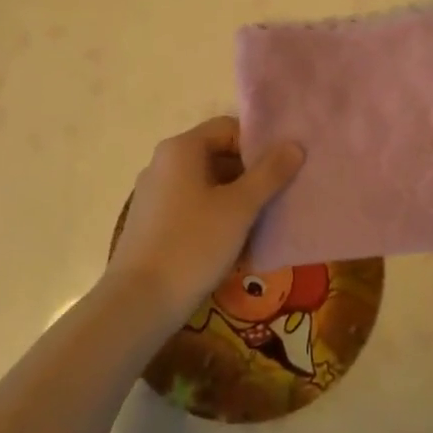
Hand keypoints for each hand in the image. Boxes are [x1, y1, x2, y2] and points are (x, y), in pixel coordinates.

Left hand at [107, 117, 303, 325]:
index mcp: (181, 148)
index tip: (281, 170)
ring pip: (205, 184)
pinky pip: (190, 207)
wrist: (137, 305)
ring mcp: (153, 194)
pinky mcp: (150, 223)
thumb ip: (269, 174)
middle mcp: (163, 163)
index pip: (228, 128)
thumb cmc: (192, 245)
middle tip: (276, 197)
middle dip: (249, 174)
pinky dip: (213, 216)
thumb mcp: (239, 208)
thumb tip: (294, 145)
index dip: (257, 144)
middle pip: (216, 154)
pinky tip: (231, 244)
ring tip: (259, 224)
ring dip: (234, 199)